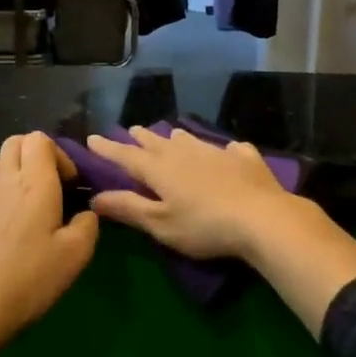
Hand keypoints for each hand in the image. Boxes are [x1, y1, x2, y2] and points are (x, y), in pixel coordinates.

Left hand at [0, 132, 99, 348]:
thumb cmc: (31, 277)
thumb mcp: (76, 254)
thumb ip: (89, 224)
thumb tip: (86, 212)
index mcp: (35, 182)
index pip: (40, 139)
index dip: (60, 154)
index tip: (71, 184)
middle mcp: (6, 179)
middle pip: (17, 142)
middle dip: (39, 153)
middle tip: (55, 185)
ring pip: (1, 160)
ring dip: (20, 168)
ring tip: (36, 200)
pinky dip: (5, 184)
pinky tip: (15, 215)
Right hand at [85, 127, 296, 260]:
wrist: (263, 217)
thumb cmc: (204, 226)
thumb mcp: (160, 224)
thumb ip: (128, 208)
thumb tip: (95, 197)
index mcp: (160, 169)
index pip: (127, 156)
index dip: (108, 149)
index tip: (92, 138)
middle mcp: (185, 153)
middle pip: (157, 143)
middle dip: (142, 138)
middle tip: (132, 130)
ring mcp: (217, 152)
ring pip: (190, 140)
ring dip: (177, 138)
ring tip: (172, 135)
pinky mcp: (245, 159)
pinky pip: (231, 149)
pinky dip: (224, 149)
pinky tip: (230, 150)